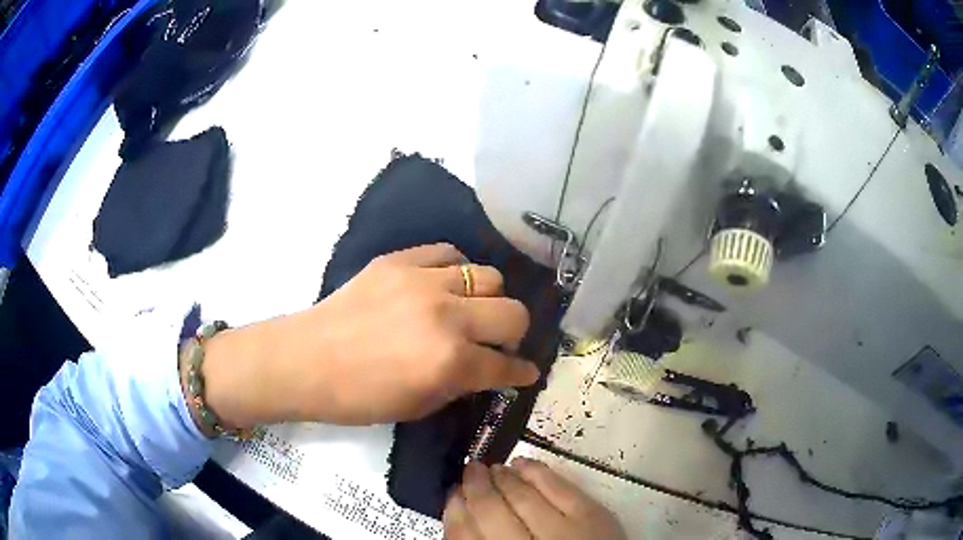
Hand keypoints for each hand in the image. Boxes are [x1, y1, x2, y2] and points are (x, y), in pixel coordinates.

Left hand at [193, 243, 540, 429]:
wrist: (306, 360)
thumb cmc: (359, 396)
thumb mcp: (419, 405)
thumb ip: (461, 383)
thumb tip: (487, 368)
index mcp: (451, 362)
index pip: (507, 365)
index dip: (522, 372)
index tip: (527, 371)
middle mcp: (447, 316)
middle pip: (514, 312)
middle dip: (515, 333)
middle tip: (497, 342)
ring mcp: (423, 281)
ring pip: (488, 276)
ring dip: (488, 299)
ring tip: (469, 311)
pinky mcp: (399, 260)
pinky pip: (448, 253)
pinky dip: (455, 271)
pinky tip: (444, 285)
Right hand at [444, 458, 625, 539]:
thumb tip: (462, 518)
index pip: (465, 536)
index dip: (455, 511)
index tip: (452, 494)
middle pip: (491, 512)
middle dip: (475, 488)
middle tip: (470, 471)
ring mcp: (562, 532)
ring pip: (523, 497)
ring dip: (503, 477)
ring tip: (494, 467)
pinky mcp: (591, 516)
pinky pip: (559, 487)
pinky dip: (538, 471)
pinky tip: (523, 463)